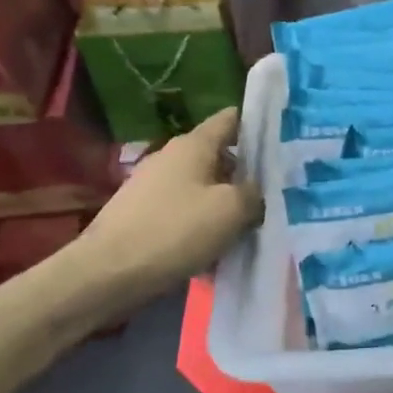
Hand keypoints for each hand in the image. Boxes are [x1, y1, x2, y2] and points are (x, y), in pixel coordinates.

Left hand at [67, 106, 262, 323]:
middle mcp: (172, 156)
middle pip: (220, 156)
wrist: (106, 274)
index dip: (259, 126)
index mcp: (194, 144)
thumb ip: (255, 193)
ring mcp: (153, 185)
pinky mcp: (142, 213)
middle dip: (247, 173)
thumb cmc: (175, 231)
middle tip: (277, 194)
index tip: (285, 142)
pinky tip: (215, 250)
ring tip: (250, 227)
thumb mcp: (232, 210)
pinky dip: (203, 224)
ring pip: (204, 187)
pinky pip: (184, 211)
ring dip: (226, 203)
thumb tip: (258, 191)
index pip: (232, 119)